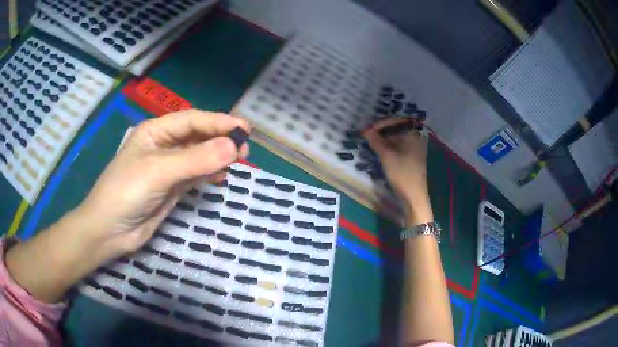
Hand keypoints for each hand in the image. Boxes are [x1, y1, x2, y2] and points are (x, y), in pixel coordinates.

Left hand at [76, 110, 249, 259]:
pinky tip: (222, 176)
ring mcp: (167, 168)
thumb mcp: (159, 171)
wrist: (110, 231)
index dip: (218, 122)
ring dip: (217, 156)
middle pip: (196, 136)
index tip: (244, 128)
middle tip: (245, 146)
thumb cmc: (127, 192)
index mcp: (155, 131)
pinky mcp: (171, 188)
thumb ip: (196, 159)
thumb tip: (234, 147)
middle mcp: (162, 146)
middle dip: (220, 139)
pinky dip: (210, 174)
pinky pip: (195, 176)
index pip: (191, 120)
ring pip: (198, 156)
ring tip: (239, 160)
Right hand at [363, 118, 431, 224]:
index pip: (397, 121)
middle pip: (398, 129)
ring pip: (398, 139)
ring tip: (372, 144)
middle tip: (368, 136)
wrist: (414, 197)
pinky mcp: (412, 160)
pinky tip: (380, 152)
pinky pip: (399, 148)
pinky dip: (389, 148)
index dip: (382, 123)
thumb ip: (376, 141)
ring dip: (384, 140)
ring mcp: (415, 150)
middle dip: (382, 131)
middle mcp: (416, 140)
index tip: (368, 129)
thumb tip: (365, 130)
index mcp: (413, 135)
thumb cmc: (402, 173)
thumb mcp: (386, 156)